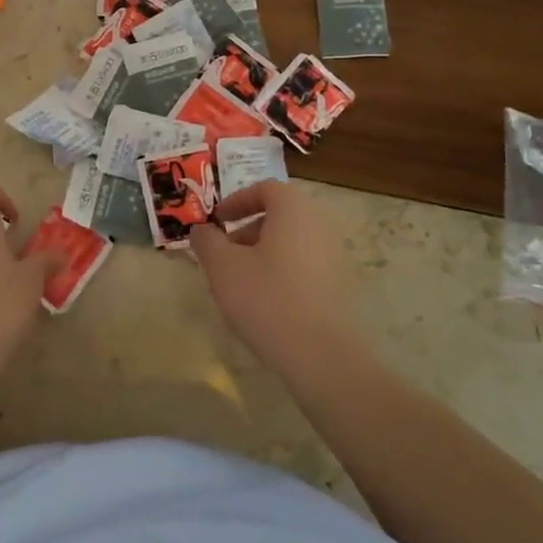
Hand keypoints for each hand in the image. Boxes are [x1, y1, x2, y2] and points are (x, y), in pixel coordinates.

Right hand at [190, 181, 356, 366]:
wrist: (321, 354)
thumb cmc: (266, 298)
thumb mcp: (222, 267)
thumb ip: (207, 242)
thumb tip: (201, 230)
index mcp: (294, 209)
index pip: (265, 189)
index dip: (236, 201)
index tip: (217, 221)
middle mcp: (321, 223)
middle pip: (281, 214)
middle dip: (248, 229)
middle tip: (225, 253)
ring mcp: (336, 254)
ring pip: (293, 240)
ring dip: (264, 251)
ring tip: (242, 280)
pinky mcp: (342, 283)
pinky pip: (306, 263)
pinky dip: (284, 269)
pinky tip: (267, 300)